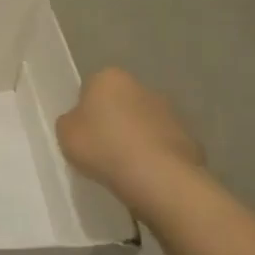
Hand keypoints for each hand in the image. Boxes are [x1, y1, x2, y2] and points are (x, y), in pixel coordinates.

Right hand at [57, 68, 205, 197]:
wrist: (157, 176)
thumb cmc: (103, 146)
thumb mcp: (65, 134)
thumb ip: (70, 122)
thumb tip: (80, 121)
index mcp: (109, 77)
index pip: (91, 88)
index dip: (85, 111)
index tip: (83, 133)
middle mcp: (142, 86)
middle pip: (120, 102)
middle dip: (113, 120)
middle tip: (102, 149)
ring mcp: (170, 111)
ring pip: (144, 123)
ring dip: (136, 137)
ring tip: (125, 166)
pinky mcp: (188, 136)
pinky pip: (162, 145)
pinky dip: (155, 155)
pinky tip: (146, 175)